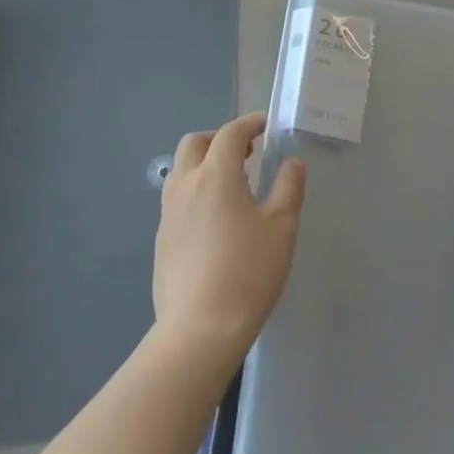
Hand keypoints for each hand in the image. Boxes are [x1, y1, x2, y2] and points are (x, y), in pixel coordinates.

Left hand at [153, 113, 305, 362]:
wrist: (200, 330)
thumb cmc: (248, 272)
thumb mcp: (281, 228)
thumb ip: (288, 188)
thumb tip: (293, 163)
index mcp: (216, 175)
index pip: (230, 133)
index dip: (249, 123)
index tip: (266, 125)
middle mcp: (185, 185)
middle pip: (195, 143)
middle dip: (219, 138)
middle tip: (246, 152)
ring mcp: (167, 212)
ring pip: (180, 169)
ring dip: (203, 163)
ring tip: (231, 183)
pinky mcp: (160, 238)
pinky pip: (176, 198)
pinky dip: (195, 190)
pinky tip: (214, 218)